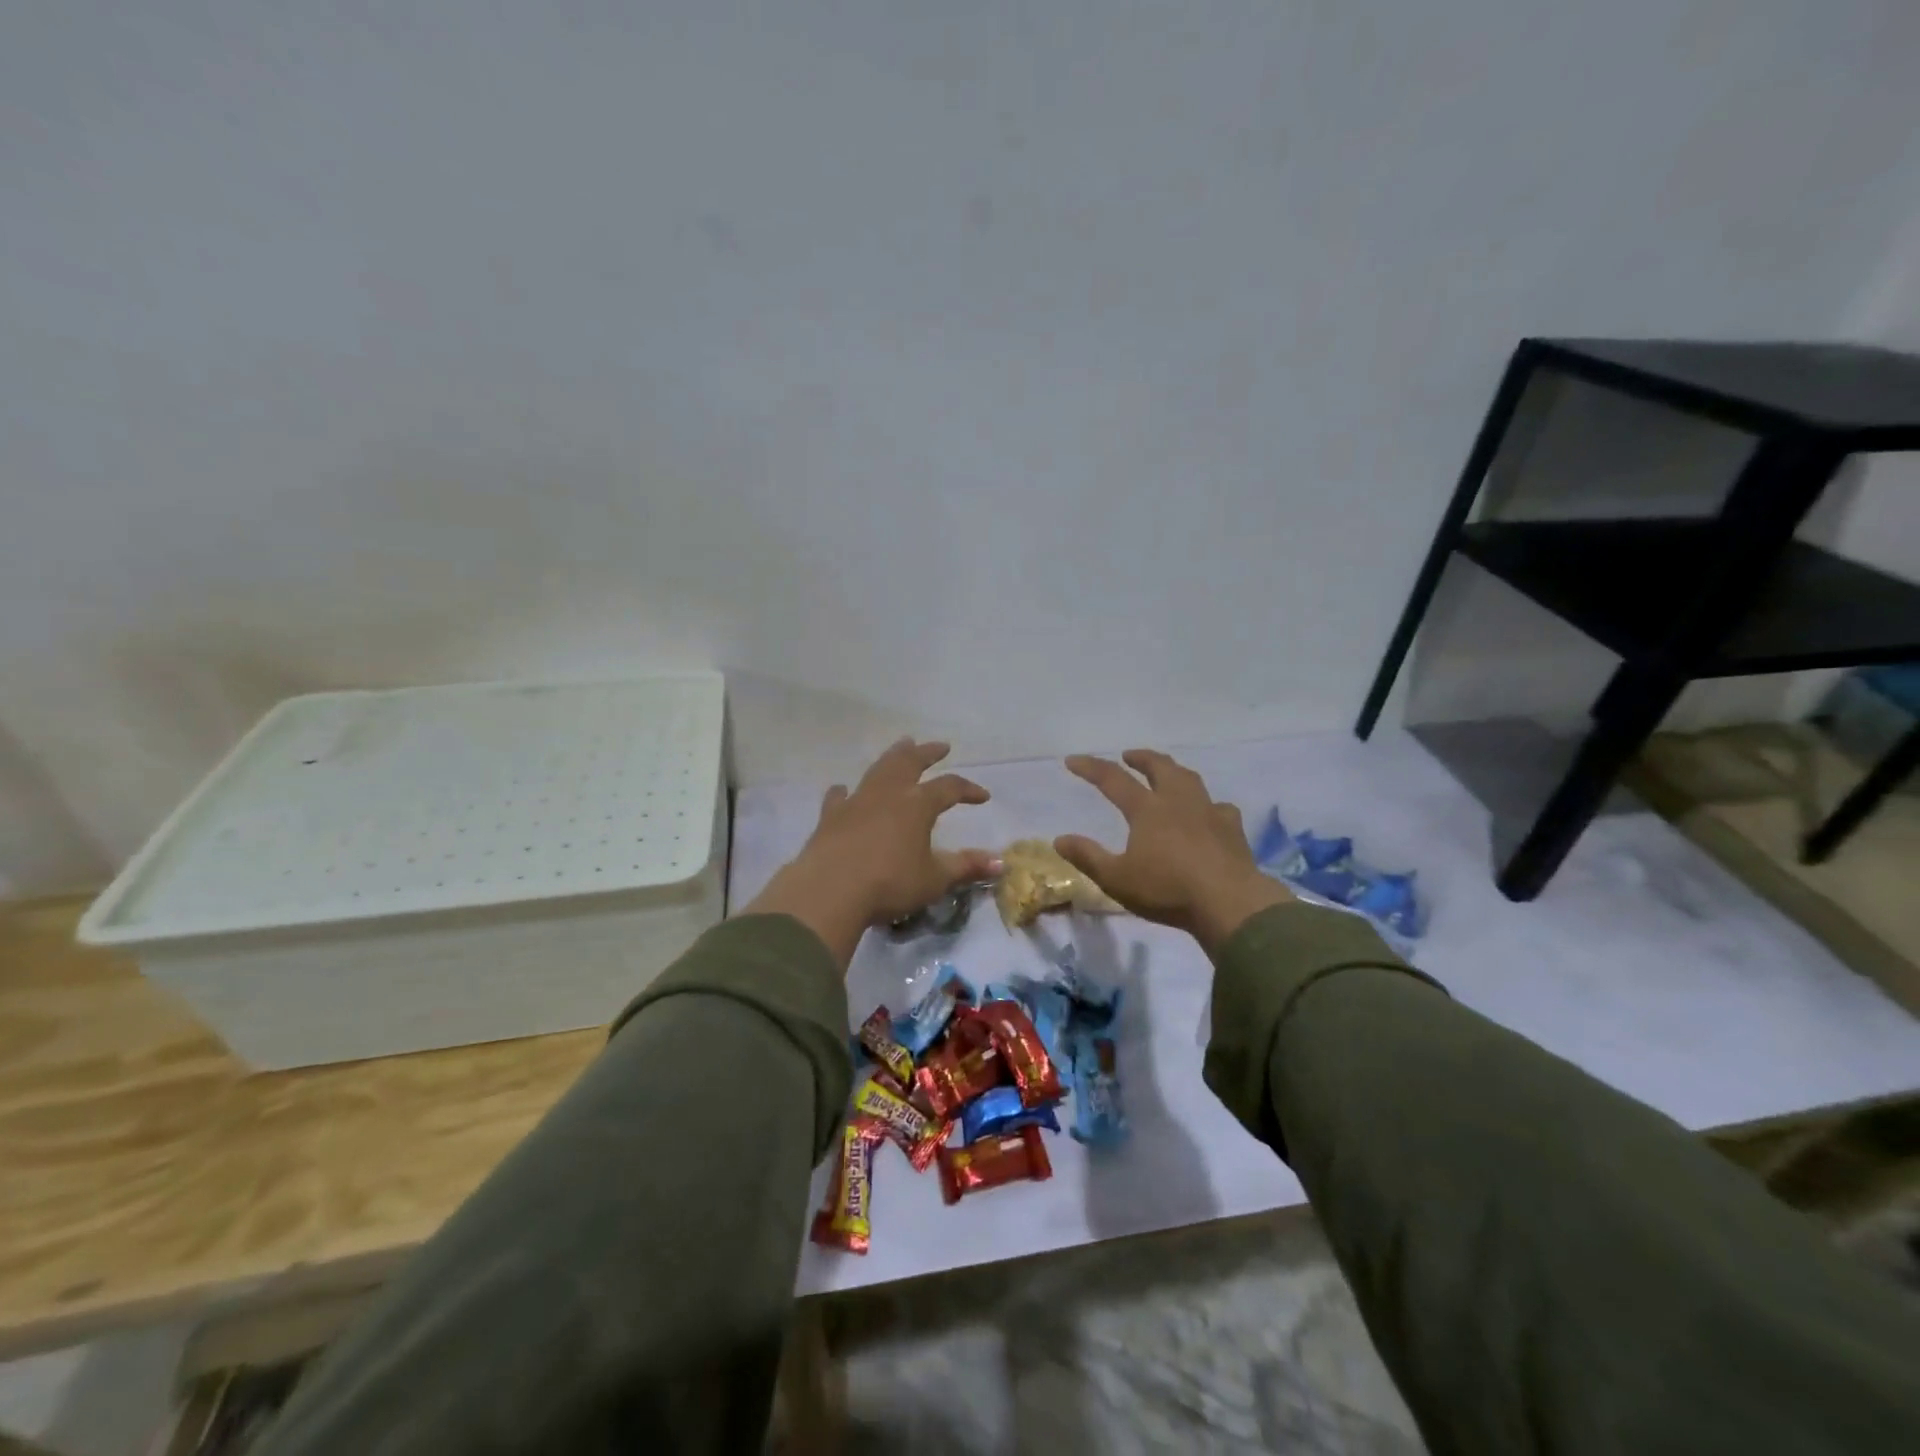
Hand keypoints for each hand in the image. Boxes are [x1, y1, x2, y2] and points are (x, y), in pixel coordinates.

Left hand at [747, 739, 999, 968]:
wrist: (830, 891)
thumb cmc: (890, 883)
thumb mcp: (934, 879)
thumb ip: (966, 867)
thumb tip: (1001, 863)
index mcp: (917, 804)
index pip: (949, 787)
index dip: (968, 789)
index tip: (983, 797)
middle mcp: (888, 794)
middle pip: (910, 762)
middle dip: (927, 753)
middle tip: (940, 746)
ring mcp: (856, 801)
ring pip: (878, 769)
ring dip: (893, 757)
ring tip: (902, 746)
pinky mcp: (830, 817)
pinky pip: (839, 797)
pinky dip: (845, 791)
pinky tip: (844, 790)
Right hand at [1055, 749, 1290, 954]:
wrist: (1230, 903)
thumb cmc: (1167, 890)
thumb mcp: (1117, 879)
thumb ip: (1087, 857)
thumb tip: (1059, 839)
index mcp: (1147, 810)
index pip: (1113, 779)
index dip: (1091, 767)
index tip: (1073, 760)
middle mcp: (1177, 801)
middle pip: (1159, 767)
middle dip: (1141, 758)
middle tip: (1129, 756)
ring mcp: (1209, 811)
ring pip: (1190, 779)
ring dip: (1173, 770)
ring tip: (1167, 772)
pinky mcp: (1232, 828)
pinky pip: (1219, 806)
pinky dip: (1208, 804)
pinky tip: (1209, 811)